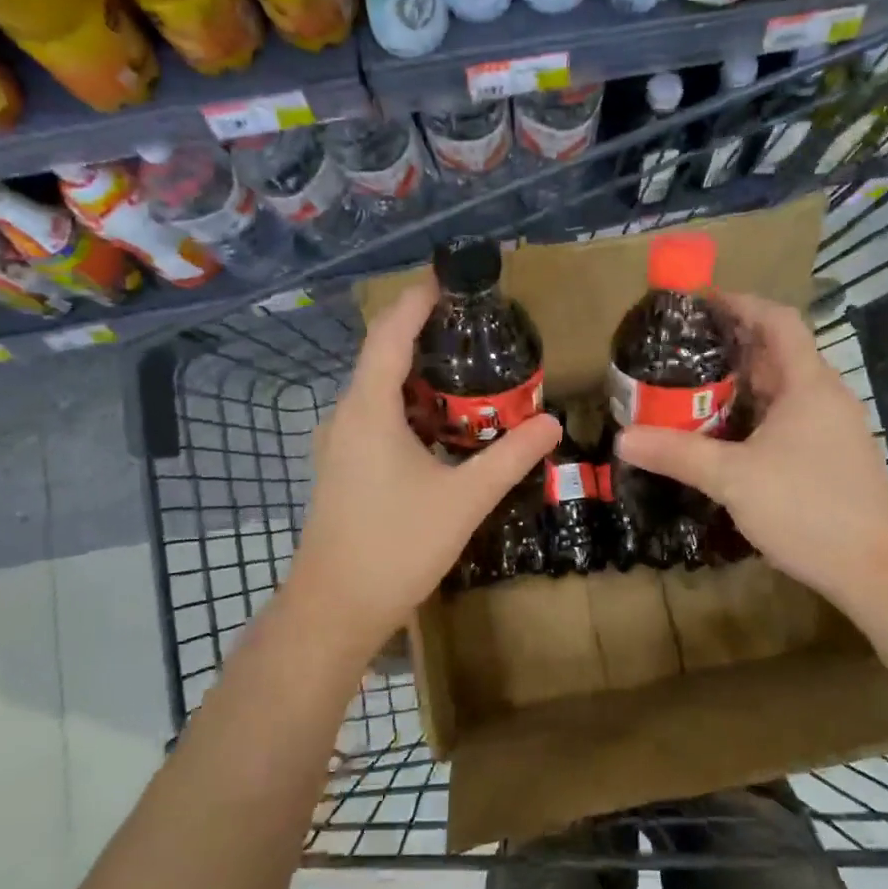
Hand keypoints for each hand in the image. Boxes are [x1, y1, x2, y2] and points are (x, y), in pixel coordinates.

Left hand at [284, 276, 561, 656]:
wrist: (335, 609)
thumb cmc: (396, 546)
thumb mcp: (464, 499)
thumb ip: (511, 456)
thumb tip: (552, 422)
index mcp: (368, 410)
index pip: (390, 334)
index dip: (417, 301)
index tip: (450, 279)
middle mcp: (346, 416)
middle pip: (384, 357)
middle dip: (428, 337)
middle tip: (478, 330)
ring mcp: (339, 443)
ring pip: (380, 392)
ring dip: (421, 378)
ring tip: (469, 372)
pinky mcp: (342, 467)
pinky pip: (377, 418)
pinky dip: (410, 408)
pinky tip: (444, 425)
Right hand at [615, 293, 887, 601]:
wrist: (879, 569)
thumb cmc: (809, 508)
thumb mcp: (734, 478)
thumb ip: (677, 454)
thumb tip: (623, 438)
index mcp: (808, 384)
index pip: (777, 321)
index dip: (741, 303)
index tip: (700, 302)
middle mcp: (824, 397)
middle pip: (777, 353)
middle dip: (731, 345)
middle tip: (681, 349)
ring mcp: (832, 429)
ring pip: (781, 390)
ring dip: (741, 384)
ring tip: (693, 388)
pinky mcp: (830, 458)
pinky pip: (787, 419)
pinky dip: (754, 416)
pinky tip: (725, 437)